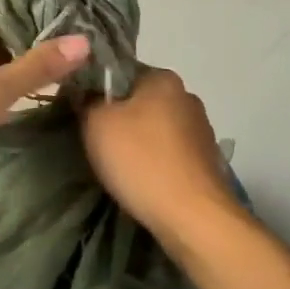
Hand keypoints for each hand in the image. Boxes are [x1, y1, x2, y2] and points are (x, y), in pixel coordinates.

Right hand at [79, 67, 237, 236]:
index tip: (82, 111)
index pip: (120, 71)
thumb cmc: (140, 160)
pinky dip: (156, 160)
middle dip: (119, 115)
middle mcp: (187, 95)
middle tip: (95, 139)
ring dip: (139, 139)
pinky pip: (171, 151)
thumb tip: (86, 92)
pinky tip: (143, 178)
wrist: (193, 217)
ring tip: (118, 164)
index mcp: (163, 78)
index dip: (97, 89)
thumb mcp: (96, 123)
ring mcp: (202, 129)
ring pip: (156, 126)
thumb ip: (87, 99)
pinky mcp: (208, 160)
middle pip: (140, 99)